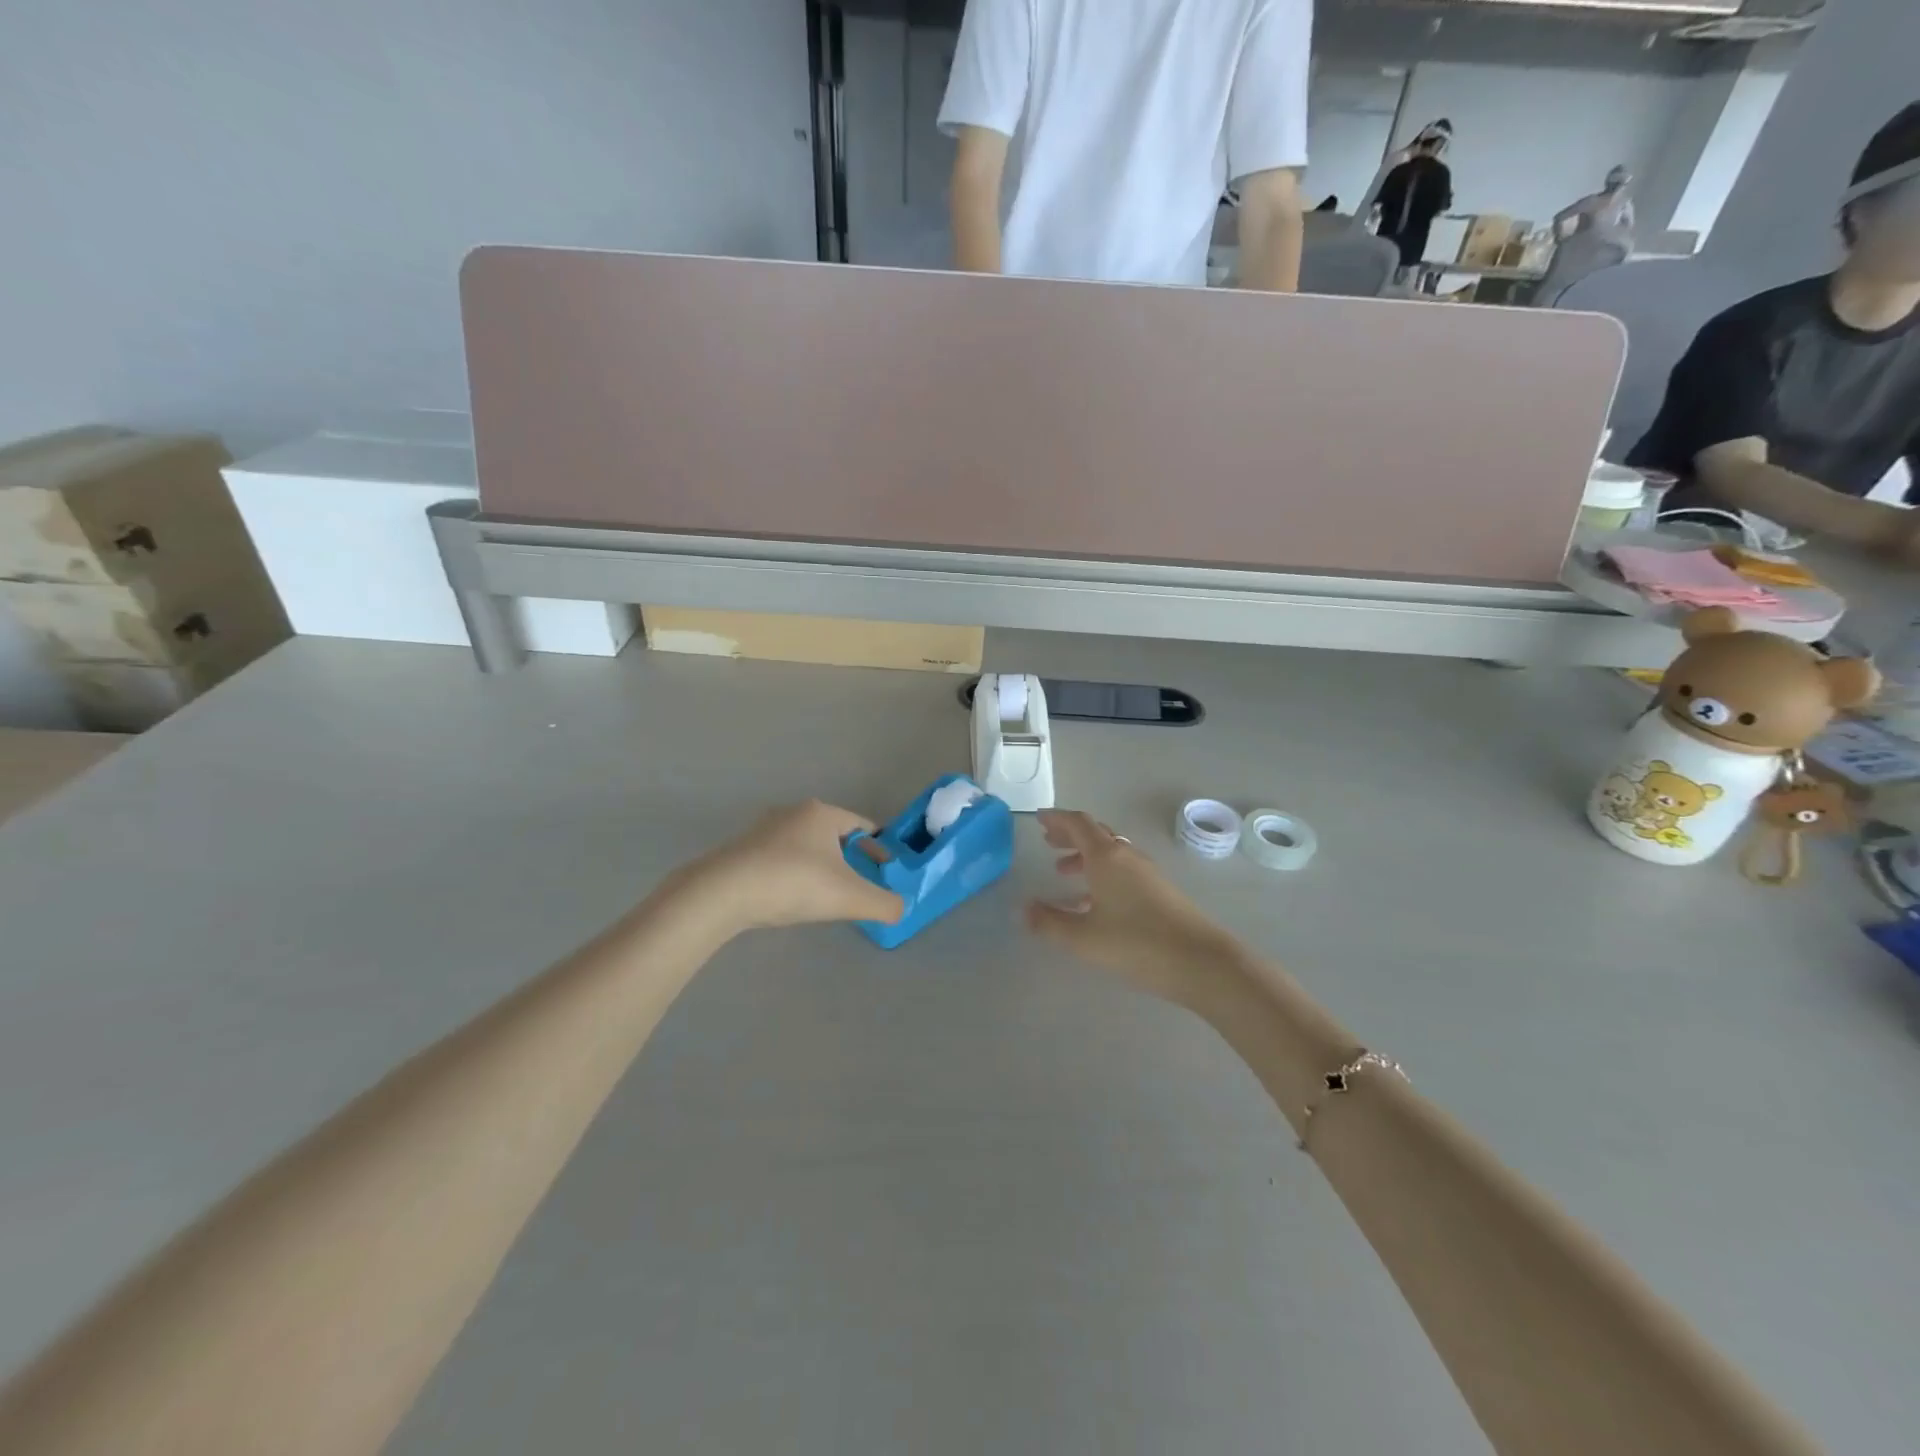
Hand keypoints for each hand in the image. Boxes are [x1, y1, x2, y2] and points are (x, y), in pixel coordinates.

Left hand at [674, 800, 905, 933]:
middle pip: (832, 835)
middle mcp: (792, 813)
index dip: (879, 847)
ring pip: (804, 847)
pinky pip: (779, 860)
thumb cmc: (793, 883)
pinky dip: (793, 875)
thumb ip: (884, 904)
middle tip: (860, 884)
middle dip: (849, 857)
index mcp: (821, 813)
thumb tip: (901, 909)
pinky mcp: (740, 851)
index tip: (887, 869)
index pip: (862, 825)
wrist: (721, 894)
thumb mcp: (850, 897)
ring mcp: (762, 831)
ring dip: (820, 866)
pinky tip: (791, 898)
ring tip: (826, 894)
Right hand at [1025, 810, 1241, 1007]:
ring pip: (1110, 854)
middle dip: (1069, 836)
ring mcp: (1146, 873)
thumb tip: (1021, 909)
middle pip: (1095, 834)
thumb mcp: (1083, 938)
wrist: (1202, 963)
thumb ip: (1049, 922)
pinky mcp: (1159, 892)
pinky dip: (1101, 876)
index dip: (1057, 819)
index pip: (1078, 824)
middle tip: (1047, 841)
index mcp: (1106, 857)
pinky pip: (1122, 872)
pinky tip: (1091, 903)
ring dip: (1085, 857)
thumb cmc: (1136, 944)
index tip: (1039, 818)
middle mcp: (1127, 857)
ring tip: (1063, 872)